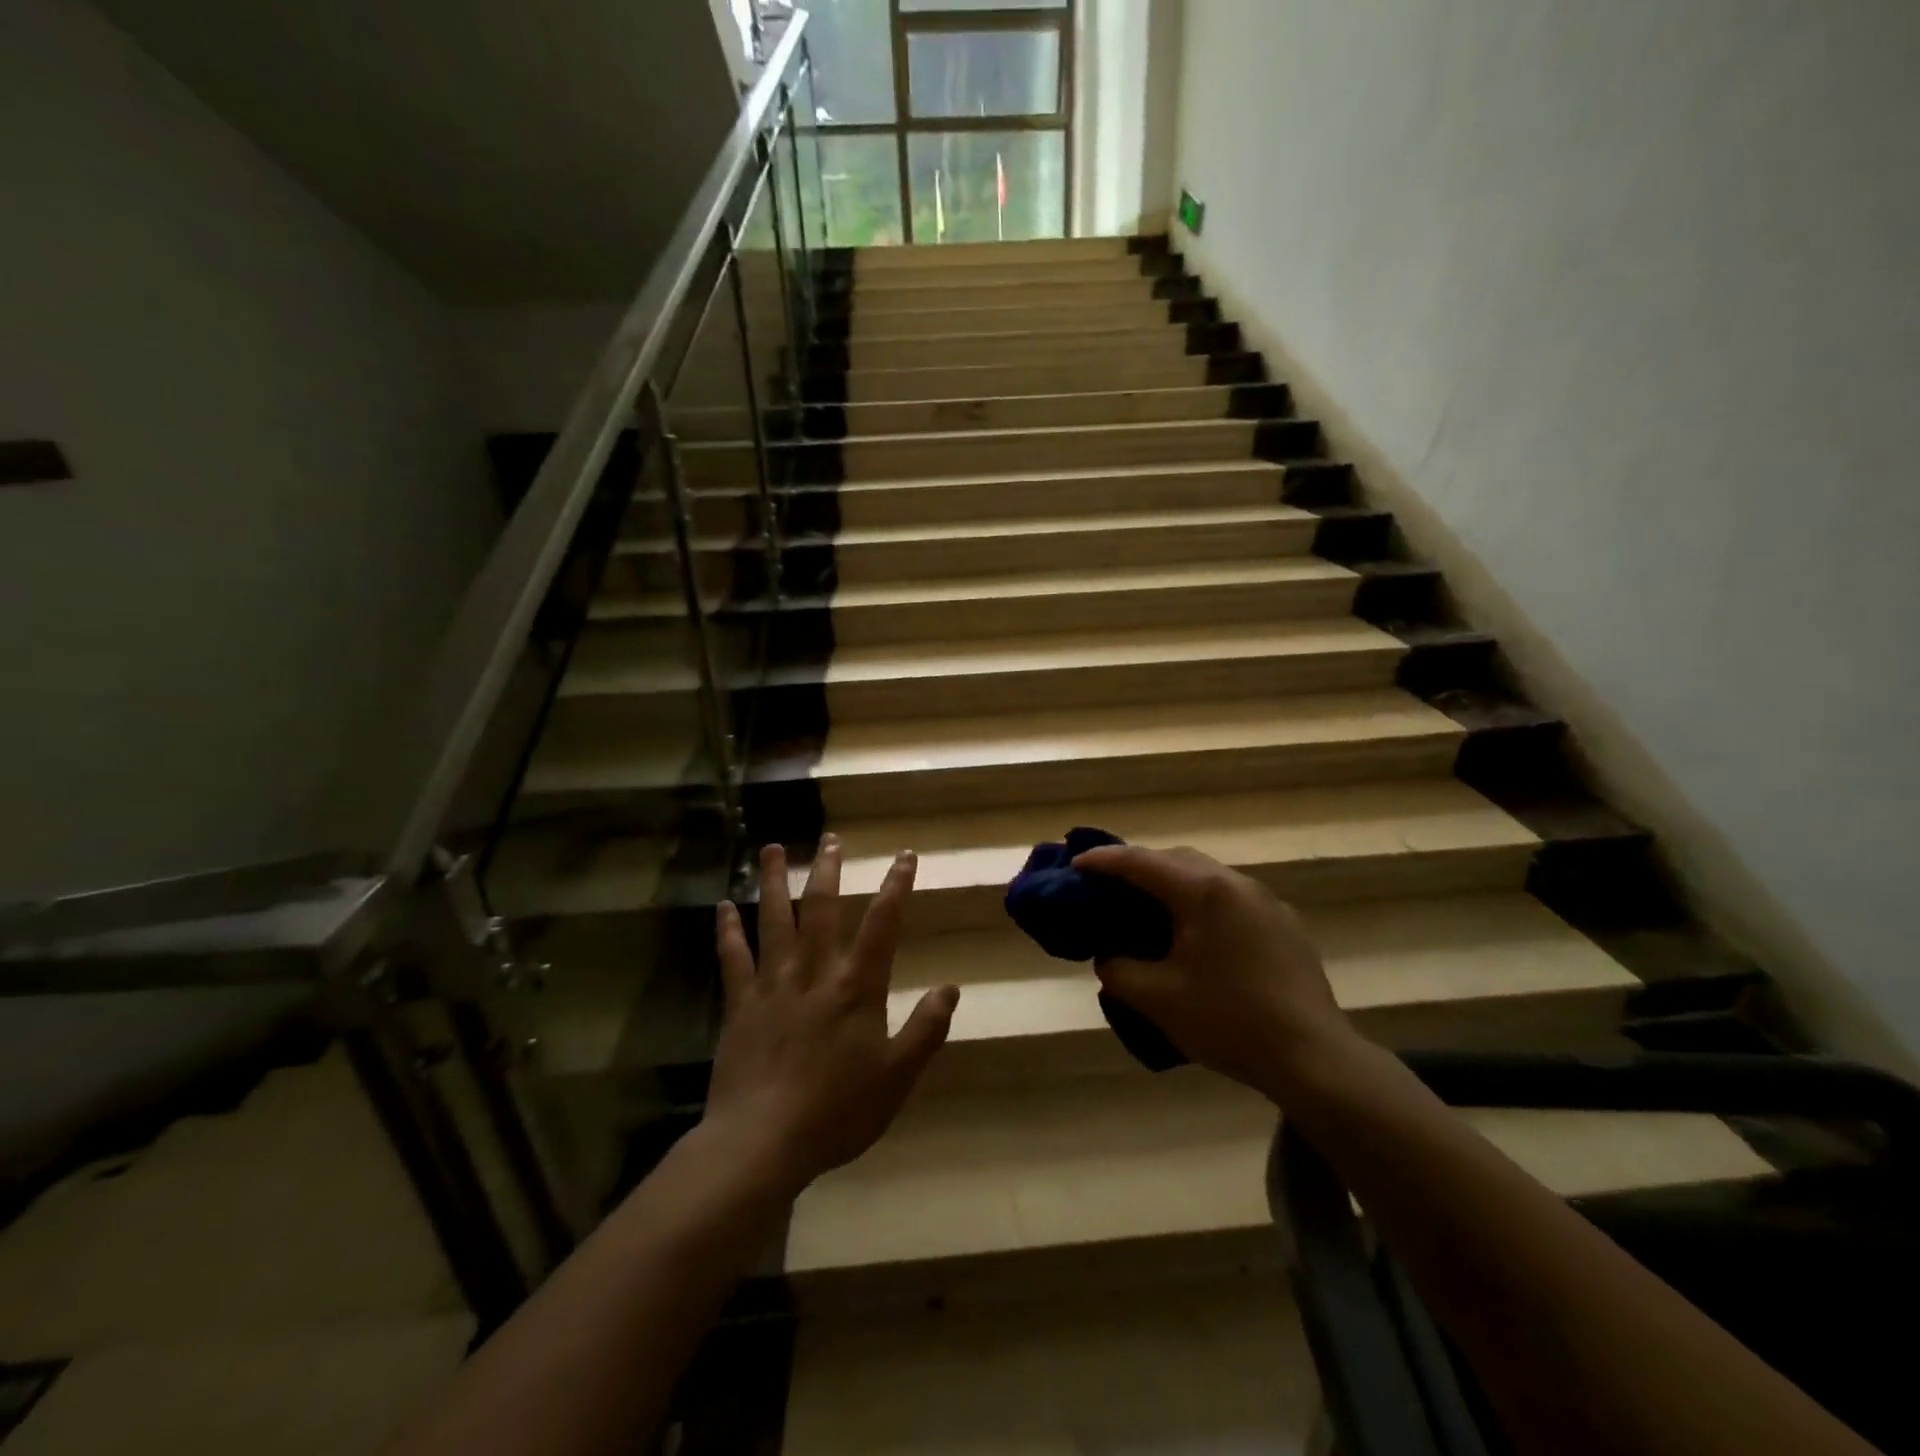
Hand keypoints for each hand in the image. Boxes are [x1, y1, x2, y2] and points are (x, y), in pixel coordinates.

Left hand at [702, 836, 958, 1197]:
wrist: (762, 1143)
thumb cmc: (837, 1112)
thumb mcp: (897, 1077)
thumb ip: (926, 1030)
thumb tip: (951, 988)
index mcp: (856, 988)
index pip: (883, 925)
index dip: (896, 886)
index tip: (904, 856)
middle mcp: (814, 974)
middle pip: (821, 910)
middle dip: (829, 871)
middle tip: (832, 839)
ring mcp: (772, 986)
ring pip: (773, 922)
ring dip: (773, 882)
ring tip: (771, 848)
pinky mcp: (740, 1006)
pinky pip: (733, 960)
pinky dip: (728, 931)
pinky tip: (722, 906)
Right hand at [1072, 843, 1358, 1098]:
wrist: (1313, 1059)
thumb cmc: (1229, 1021)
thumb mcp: (1157, 999)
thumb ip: (1118, 969)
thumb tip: (1110, 956)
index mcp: (1203, 892)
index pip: (1140, 862)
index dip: (1103, 860)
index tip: (1075, 865)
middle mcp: (1236, 884)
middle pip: (1176, 859)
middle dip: (1139, 867)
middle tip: (1110, 887)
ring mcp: (1266, 902)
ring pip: (1207, 876)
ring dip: (1173, 884)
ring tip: (1150, 909)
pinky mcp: (1285, 924)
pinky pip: (1231, 898)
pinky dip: (1202, 903)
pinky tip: (1197, 935)